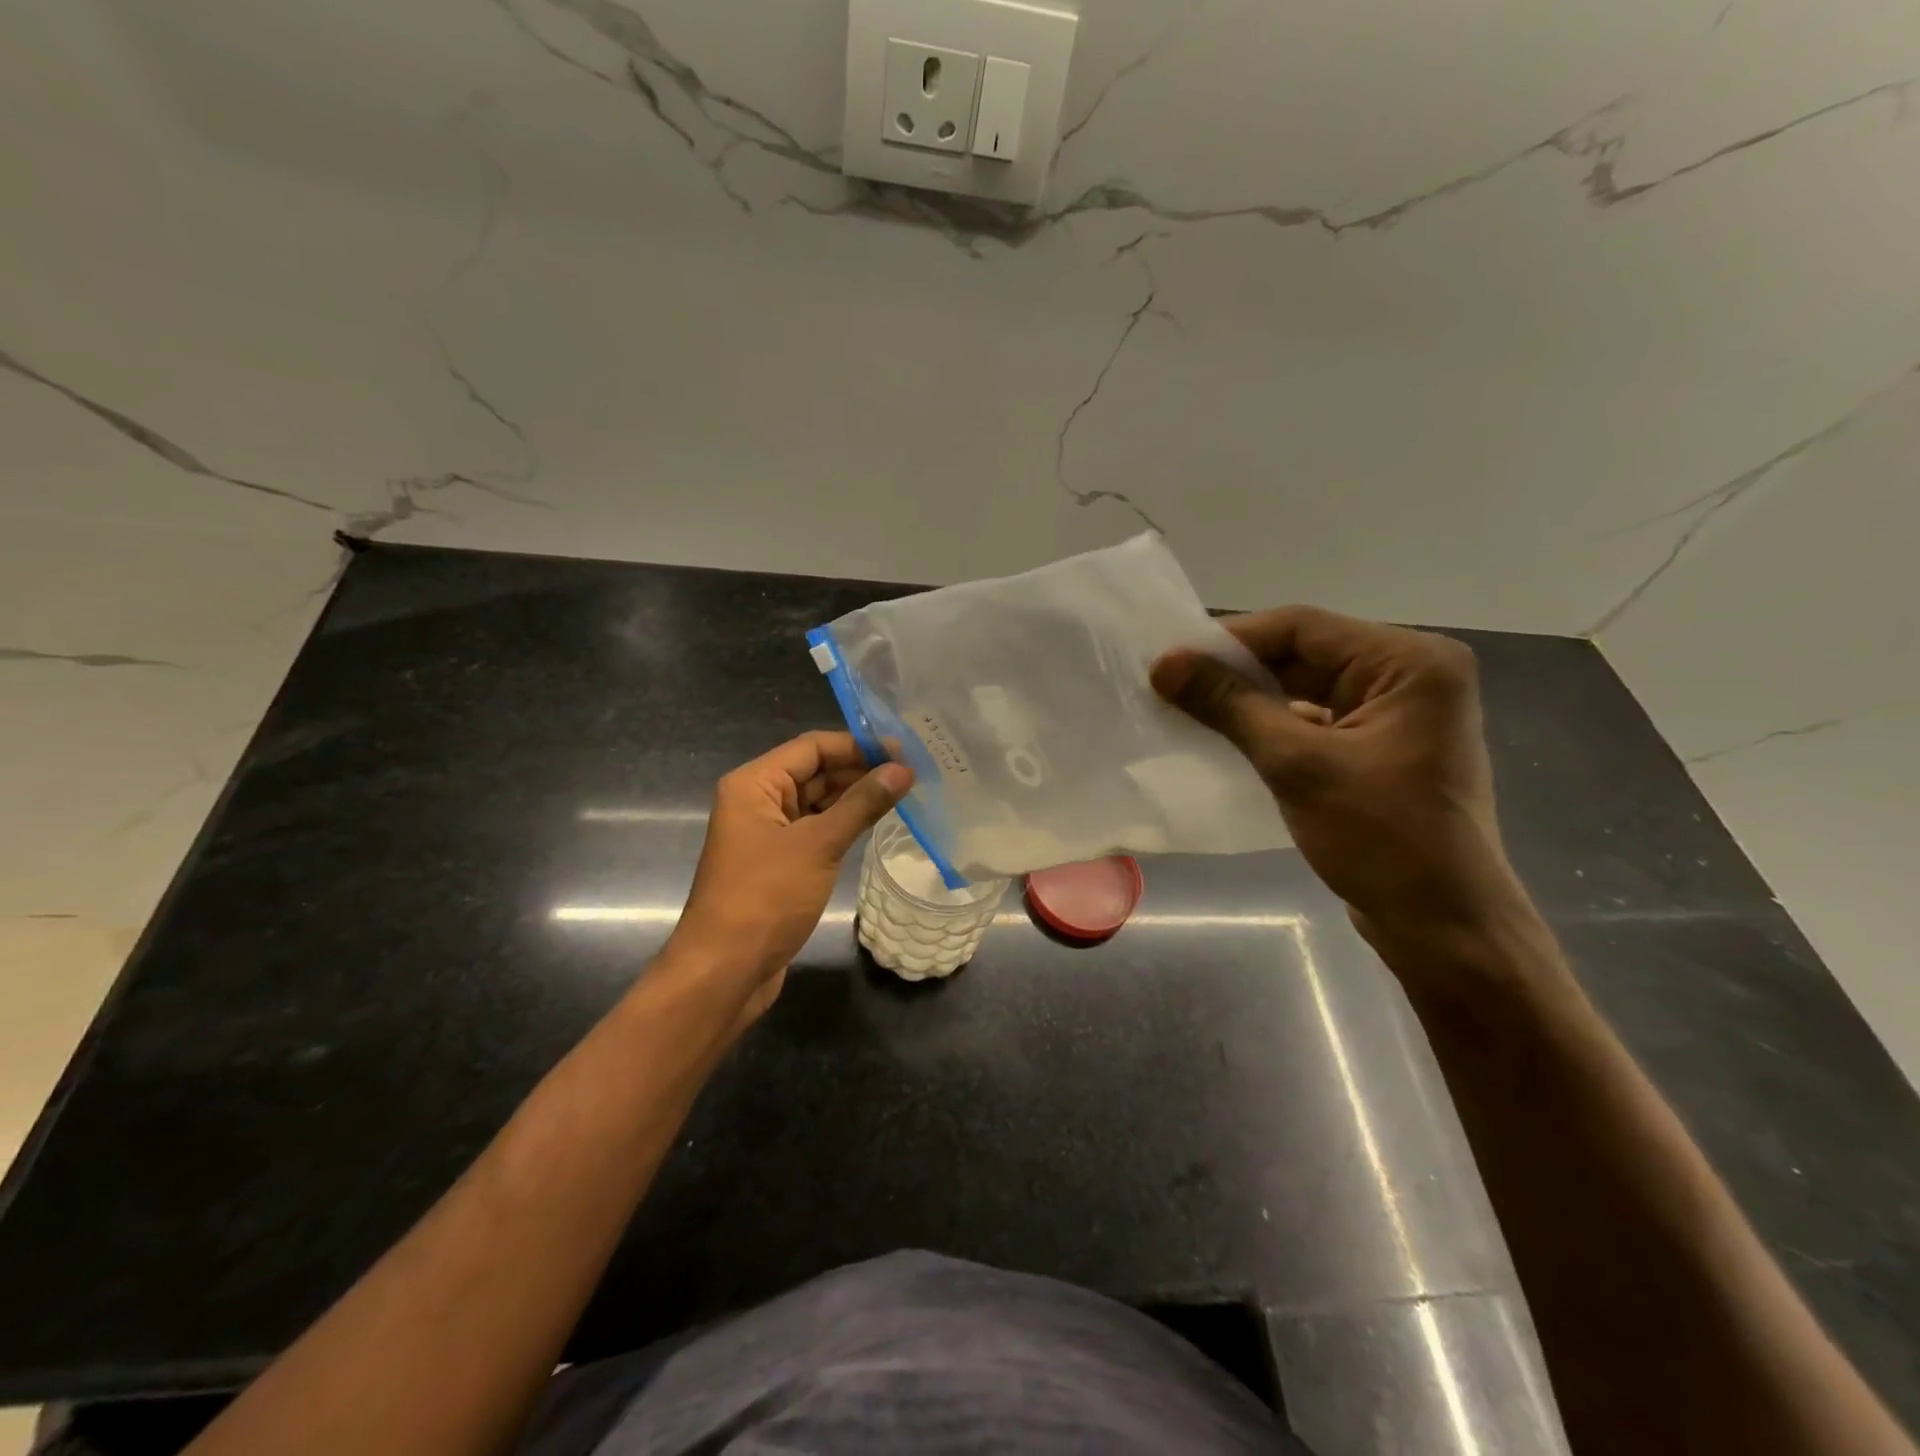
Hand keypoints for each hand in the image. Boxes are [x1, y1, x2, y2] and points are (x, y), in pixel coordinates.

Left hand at [666, 731, 911, 1024]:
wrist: (725, 971)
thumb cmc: (766, 897)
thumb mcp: (819, 845)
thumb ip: (862, 803)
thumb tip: (903, 770)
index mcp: (754, 784)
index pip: (812, 747)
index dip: (857, 745)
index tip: (903, 751)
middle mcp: (757, 801)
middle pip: (814, 771)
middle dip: (860, 770)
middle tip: (912, 773)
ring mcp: (767, 834)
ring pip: (817, 802)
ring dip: (855, 797)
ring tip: (903, 793)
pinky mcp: (779, 863)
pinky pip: (816, 830)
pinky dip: (844, 824)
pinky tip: (876, 823)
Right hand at [1152, 606, 1527, 954]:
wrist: (1442, 926)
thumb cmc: (1381, 839)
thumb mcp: (1297, 765)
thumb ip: (1230, 705)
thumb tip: (1164, 665)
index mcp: (1410, 662)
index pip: (1303, 627)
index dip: (1231, 639)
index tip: (1170, 660)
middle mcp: (1410, 674)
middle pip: (1305, 653)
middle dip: (1237, 669)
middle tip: (1171, 683)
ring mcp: (1397, 712)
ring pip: (1306, 686)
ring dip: (1249, 697)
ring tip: (1188, 705)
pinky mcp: (1381, 745)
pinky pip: (1315, 718)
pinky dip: (1271, 724)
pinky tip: (1226, 735)